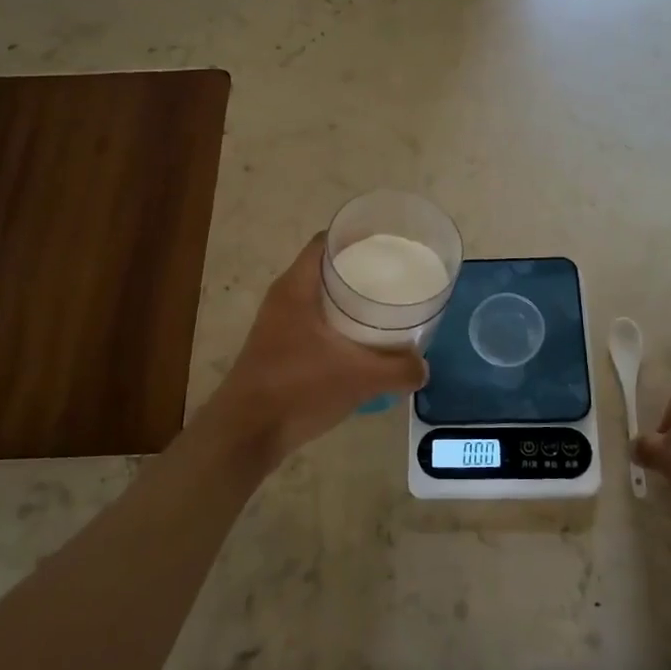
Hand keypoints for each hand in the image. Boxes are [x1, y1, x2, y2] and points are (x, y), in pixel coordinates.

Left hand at [202, 234, 427, 465]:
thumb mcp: (360, 377)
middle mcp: (284, 298)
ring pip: (319, 297)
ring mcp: (278, 324)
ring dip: (348, 299)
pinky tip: (361, 341)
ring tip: (384, 306)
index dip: (356, 236)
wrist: (247, 433)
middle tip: (394, 276)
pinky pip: (314, 321)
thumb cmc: (299, 388)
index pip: (326, 242)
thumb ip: (398, 369)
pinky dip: (338, 323)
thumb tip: (423, 367)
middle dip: (359, 269)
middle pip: (325, 268)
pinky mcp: (278, 347)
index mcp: (296, 287)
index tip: (388, 244)